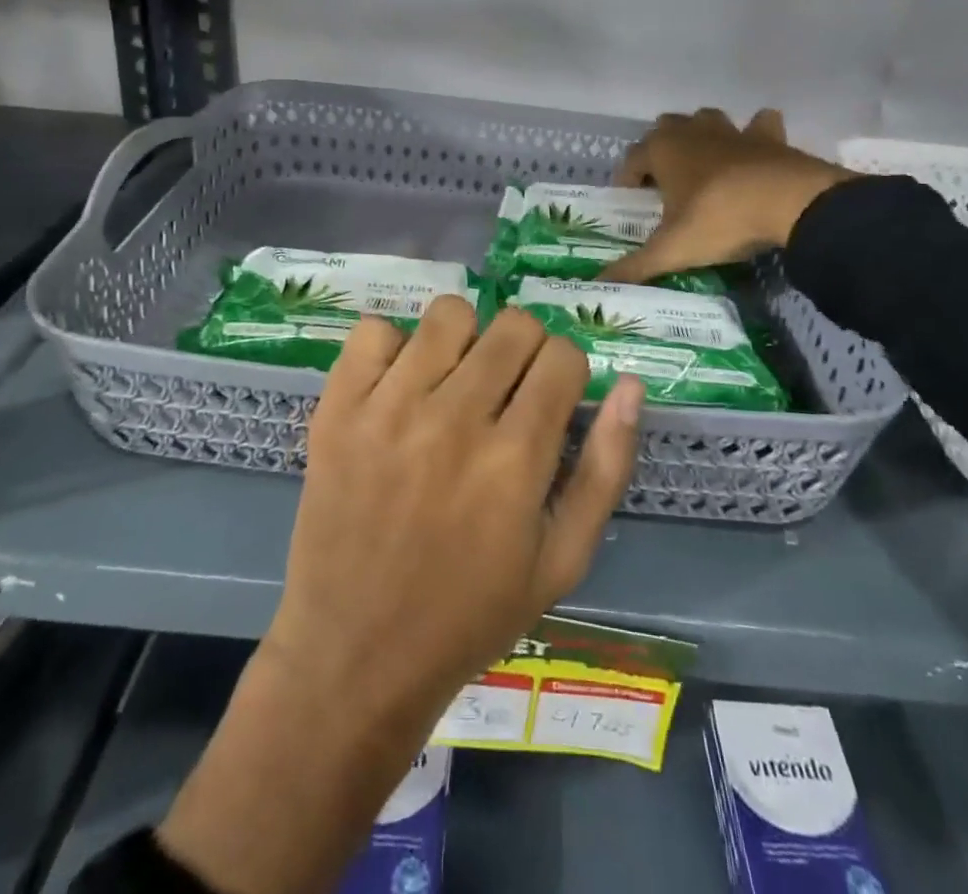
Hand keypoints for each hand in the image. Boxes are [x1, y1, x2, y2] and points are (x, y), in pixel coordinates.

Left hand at [158, 299, 643, 893]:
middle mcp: (454, 420)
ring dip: (465, 339)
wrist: (354, 655)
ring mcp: (388, 408)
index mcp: (515, 460)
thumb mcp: (562, 560)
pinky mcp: (337, 409)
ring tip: (455, 381)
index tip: (550, 399)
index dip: (566, 372)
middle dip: (525, 348)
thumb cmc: (470, 614)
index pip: (563, 355)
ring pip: (449, 312)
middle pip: (514, 324)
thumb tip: (631, 383)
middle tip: (507, 391)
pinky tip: (399, 386)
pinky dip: (393, 348)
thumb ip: (605, 467)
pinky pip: (373, 330)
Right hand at [602, 108, 851, 284]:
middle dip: (660, 151)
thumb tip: (598, 286)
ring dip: (701, 136)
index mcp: (662, 150)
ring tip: (704, 166)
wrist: (789, 203)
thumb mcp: (672, 250)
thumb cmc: (719, 219)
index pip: (631, 158)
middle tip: (665, 185)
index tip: (630, 202)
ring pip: (706, 119)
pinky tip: (755, 153)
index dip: (626, 179)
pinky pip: (759, 125)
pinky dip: (755, 134)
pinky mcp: (768, 137)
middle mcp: (692, 131)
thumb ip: (635, 267)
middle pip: (665, 128)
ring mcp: (732, 130)